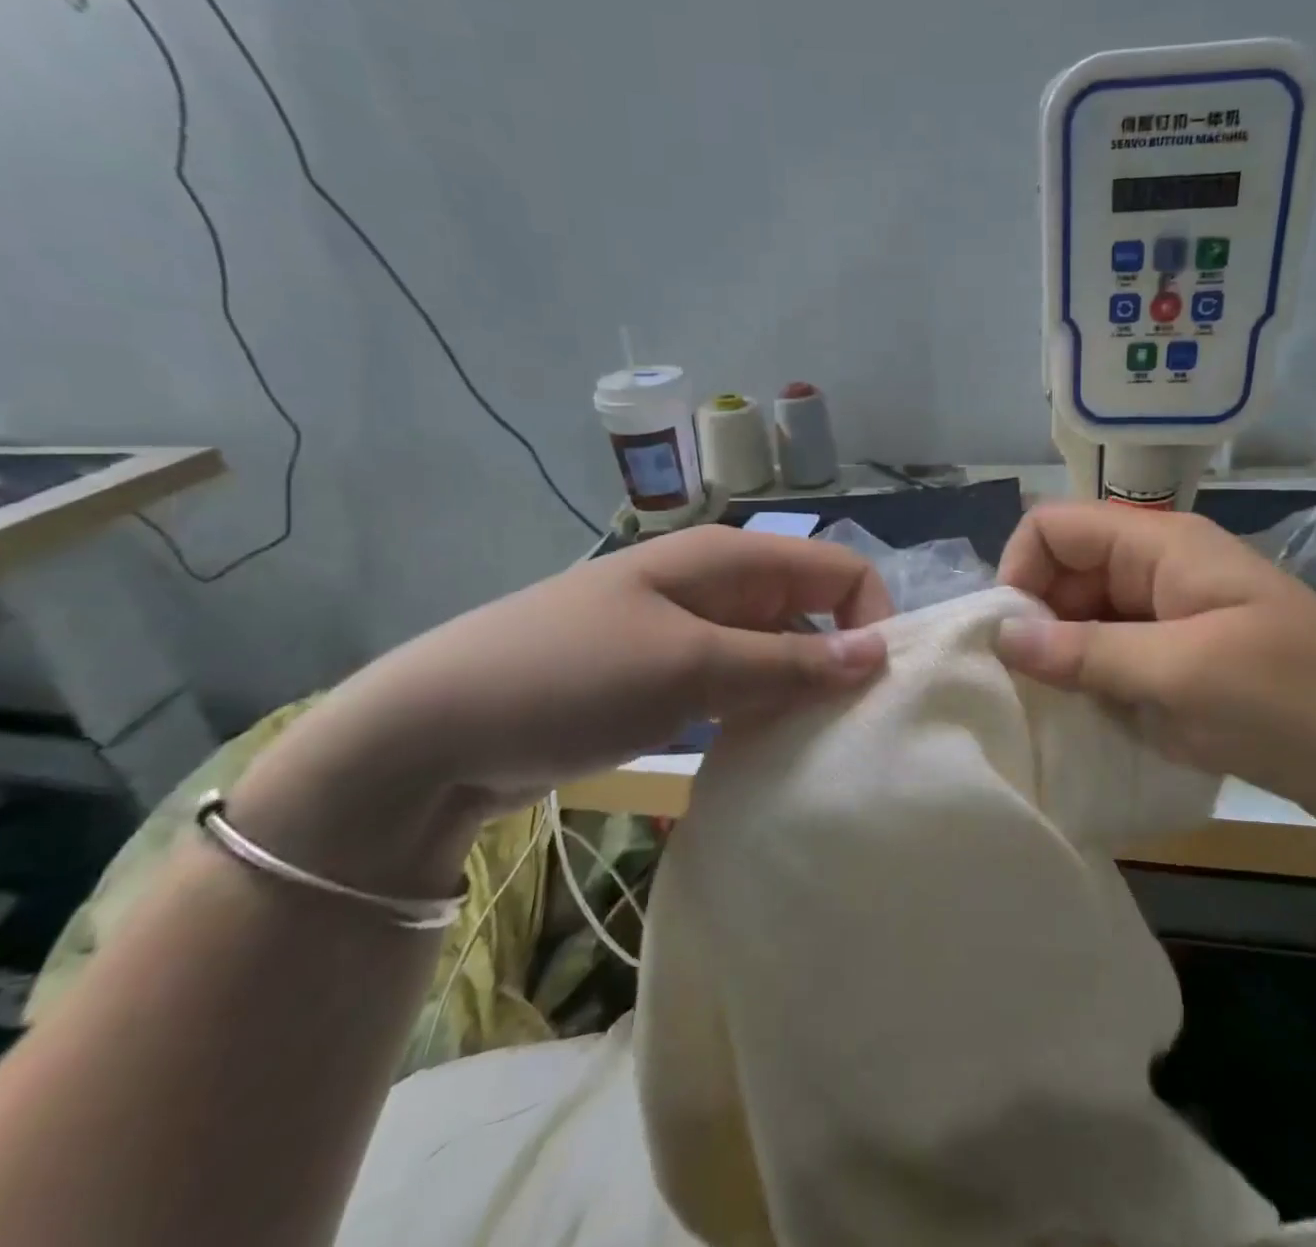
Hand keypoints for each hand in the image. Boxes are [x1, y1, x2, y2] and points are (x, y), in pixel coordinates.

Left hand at [358, 525, 893, 804]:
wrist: (435, 729)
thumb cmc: (569, 676)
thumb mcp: (689, 668)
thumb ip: (790, 662)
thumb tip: (880, 653)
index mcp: (731, 560)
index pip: (840, 571)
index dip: (871, 620)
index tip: (878, 690)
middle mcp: (721, 587)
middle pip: (814, 613)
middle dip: (842, 665)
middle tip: (853, 734)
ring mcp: (694, 632)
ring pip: (780, 654)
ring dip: (803, 696)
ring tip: (816, 752)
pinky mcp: (671, 675)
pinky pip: (742, 686)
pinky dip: (763, 714)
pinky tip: (766, 756)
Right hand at [994, 502, 1315, 835]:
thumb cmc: (1294, 702)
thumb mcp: (1182, 674)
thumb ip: (1086, 651)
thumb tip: (1001, 634)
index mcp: (1161, 545)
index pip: (1055, 526)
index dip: (1020, 569)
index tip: (1011, 637)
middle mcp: (1158, 568)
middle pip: (1065, 571)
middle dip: (1037, 620)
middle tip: (1029, 686)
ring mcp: (1171, 614)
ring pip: (1085, 616)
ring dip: (1064, 656)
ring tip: (1056, 708)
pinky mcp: (1181, 656)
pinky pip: (1114, 653)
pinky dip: (1093, 680)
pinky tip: (1092, 717)